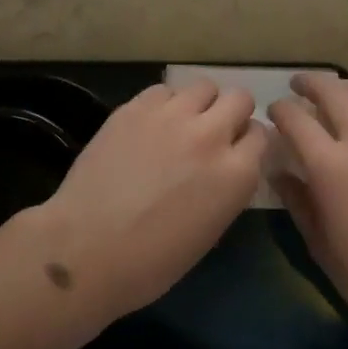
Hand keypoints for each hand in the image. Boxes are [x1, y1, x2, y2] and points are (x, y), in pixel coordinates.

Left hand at [36, 81, 267, 318]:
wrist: (87, 249)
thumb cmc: (152, 262)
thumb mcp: (210, 230)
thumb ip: (227, 187)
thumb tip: (224, 167)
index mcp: (236, 174)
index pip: (260, 135)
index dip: (247, 142)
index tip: (234, 151)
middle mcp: (211, 135)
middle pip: (239, 99)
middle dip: (231, 113)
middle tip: (212, 132)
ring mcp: (172, 116)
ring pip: (203, 86)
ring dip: (199, 103)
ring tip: (181, 123)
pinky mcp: (136, 107)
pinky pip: (163, 90)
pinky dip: (164, 104)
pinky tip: (150, 125)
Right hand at [268, 74, 347, 342]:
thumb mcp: (322, 247)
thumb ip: (298, 203)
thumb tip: (278, 172)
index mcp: (330, 167)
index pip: (295, 119)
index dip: (280, 109)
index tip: (275, 111)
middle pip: (331, 92)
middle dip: (310, 83)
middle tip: (300, 85)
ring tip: (340, 93)